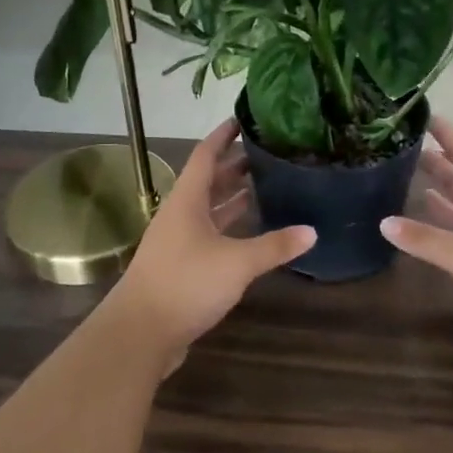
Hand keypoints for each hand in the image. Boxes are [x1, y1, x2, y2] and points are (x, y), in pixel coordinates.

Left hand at [111, 120, 314, 367]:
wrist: (140, 333)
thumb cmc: (186, 283)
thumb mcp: (237, 262)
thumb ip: (274, 246)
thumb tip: (312, 231)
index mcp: (187, 200)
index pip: (205, 155)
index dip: (223, 136)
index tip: (243, 119)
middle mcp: (180, 215)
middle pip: (209, 181)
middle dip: (235, 166)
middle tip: (267, 154)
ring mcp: (179, 242)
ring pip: (209, 210)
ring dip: (233, 198)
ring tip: (264, 186)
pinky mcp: (182, 266)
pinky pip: (210, 235)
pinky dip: (230, 228)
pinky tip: (251, 232)